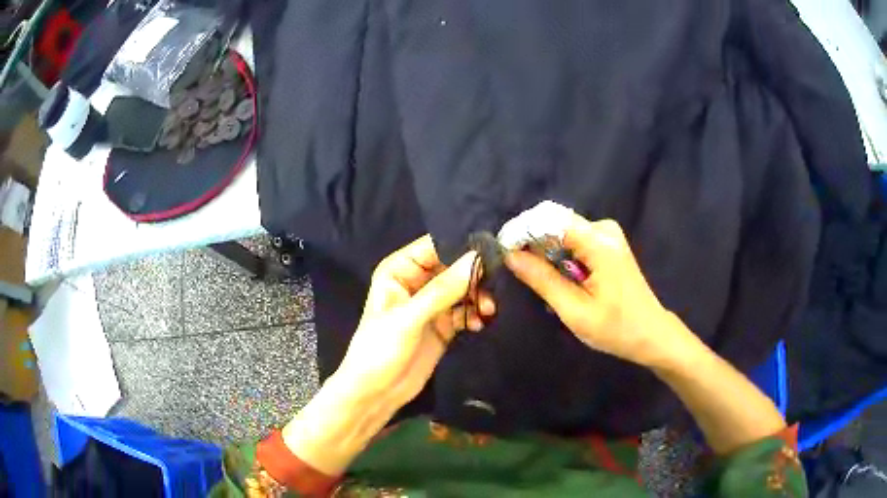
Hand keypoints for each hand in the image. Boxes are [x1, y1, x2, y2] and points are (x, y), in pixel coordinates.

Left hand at [337, 235, 495, 407]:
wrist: (376, 393)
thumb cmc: (380, 350)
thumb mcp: (408, 318)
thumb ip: (442, 290)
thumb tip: (476, 258)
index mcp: (400, 270)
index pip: (435, 246)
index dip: (462, 246)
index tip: (492, 251)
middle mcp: (417, 282)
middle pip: (454, 266)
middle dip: (475, 275)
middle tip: (495, 285)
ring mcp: (431, 304)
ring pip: (463, 289)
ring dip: (478, 297)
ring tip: (488, 310)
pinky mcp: (443, 325)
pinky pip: (465, 311)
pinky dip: (475, 315)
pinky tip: (479, 325)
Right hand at [505, 215, 680, 367]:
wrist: (650, 333)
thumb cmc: (615, 328)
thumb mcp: (574, 310)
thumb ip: (542, 280)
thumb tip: (511, 256)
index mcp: (599, 242)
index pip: (549, 220)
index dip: (522, 231)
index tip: (503, 251)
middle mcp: (603, 229)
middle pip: (555, 224)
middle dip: (532, 244)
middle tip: (518, 272)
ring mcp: (607, 235)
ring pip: (561, 233)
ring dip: (545, 253)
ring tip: (539, 282)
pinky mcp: (607, 243)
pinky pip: (573, 241)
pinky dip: (559, 257)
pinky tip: (559, 280)